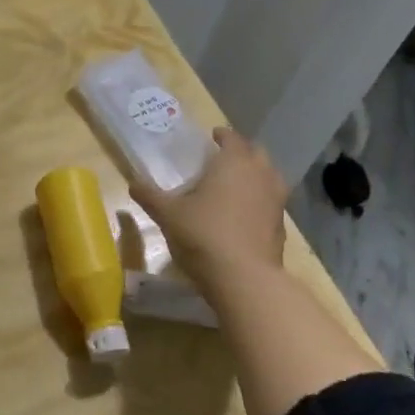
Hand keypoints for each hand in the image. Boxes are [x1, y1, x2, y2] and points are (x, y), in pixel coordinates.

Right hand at [130, 128, 285, 293]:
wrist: (244, 279)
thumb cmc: (204, 235)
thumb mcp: (169, 215)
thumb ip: (150, 196)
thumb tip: (132, 183)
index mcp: (234, 162)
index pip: (232, 137)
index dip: (222, 135)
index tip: (213, 137)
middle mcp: (260, 174)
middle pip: (256, 153)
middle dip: (242, 153)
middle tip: (223, 160)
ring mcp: (276, 200)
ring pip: (269, 177)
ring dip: (255, 176)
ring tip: (235, 186)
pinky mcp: (281, 226)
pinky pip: (271, 203)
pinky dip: (260, 202)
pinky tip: (244, 216)